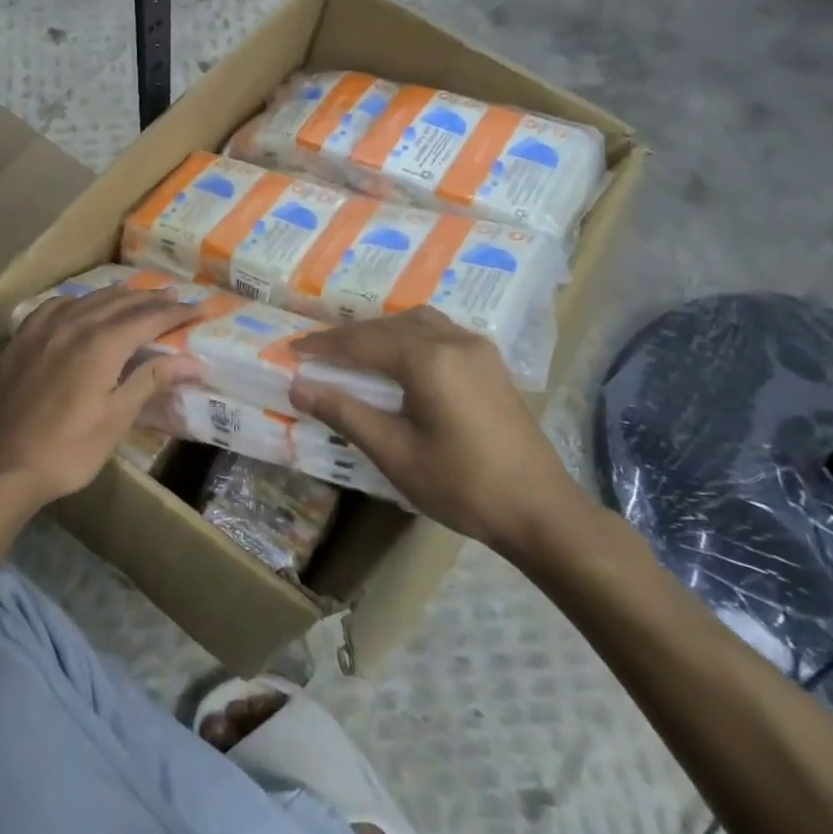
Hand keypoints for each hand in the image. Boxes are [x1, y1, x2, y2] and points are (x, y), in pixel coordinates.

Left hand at [0, 286, 200, 513]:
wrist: (2, 465)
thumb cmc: (68, 450)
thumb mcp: (116, 419)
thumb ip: (152, 380)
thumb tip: (195, 362)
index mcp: (102, 344)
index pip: (149, 317)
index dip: (177, 312)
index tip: (201, 309)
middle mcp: (74, 325)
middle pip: (121, 302)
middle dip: (152, 298)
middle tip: (177, 297)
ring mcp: (43, 329)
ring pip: (89, 299)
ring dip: (119, 295)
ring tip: (139, 295)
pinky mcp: (22, 339)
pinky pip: (56, 306)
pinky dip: (79, 301)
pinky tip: (82, 305)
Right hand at [288, 307, 589, 562]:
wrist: (540, 510)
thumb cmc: (462, 485)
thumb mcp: (395, 452)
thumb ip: (345, 413)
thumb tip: (298, 387)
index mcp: (429, 359)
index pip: (362, 342)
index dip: (323, 346)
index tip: (292, 349)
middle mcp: (454, 341)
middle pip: (389, 326)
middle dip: (350, 336)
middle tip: (316, 352)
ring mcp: (478, 349)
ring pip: (417, 322)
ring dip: (381, 332)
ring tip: (353, 351)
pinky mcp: (490, 363)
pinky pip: (439, 332)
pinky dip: (408, 336)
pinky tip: (398, 358)